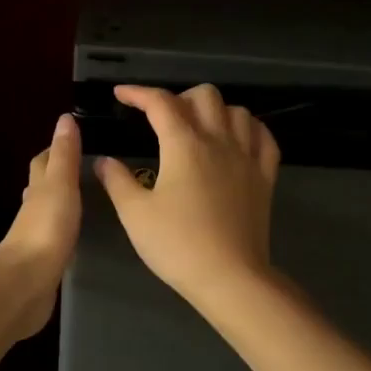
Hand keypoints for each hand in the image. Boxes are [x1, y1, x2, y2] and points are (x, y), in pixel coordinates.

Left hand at [0, 113, 82, 338]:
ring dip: (61, 205)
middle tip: (84, 170)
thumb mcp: (60, 185)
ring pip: (48, 213)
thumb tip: (65, 118)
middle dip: (57, 176)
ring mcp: (36, 237)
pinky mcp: (43, 262)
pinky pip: (55, 239)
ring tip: (85, 201)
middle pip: (42, 186)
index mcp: (37, 189)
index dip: (55, 150)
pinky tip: (75, 237)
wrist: (25, 283)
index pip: (43, 162)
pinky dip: (64, 231)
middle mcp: (32, 210)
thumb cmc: (45, 229)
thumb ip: (65, 155)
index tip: (74, 141)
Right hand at [95, 84, 280, 310]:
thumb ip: (117, 181)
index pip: (160, 103)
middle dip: (178, 97)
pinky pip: (263, 137)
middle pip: (204, 96)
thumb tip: (104, 161)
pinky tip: (237, 139)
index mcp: (184, 145)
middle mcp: (219, 141)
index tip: (121, 95)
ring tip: (198, 127)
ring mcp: (247, 157)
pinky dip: (248, 128)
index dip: (138, 93)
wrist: (230, 277)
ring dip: (215, 110)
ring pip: (237, 111)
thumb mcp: (135, 215)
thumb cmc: (177, 245)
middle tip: (161, 117)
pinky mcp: (265, 177)